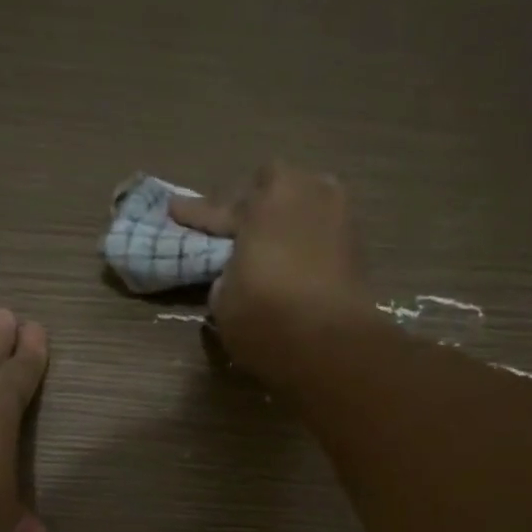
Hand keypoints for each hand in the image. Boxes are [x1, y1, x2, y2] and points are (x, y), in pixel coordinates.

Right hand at [168, 163, 369, 385]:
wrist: (329, 343)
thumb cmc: (264, 315)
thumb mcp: (223, 299)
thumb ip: (227, 276)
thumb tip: (236, 275)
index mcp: (264, 200)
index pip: (220, 208)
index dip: (196, 214)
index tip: (174, 209)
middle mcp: (305, 194)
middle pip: (272, 189)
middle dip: (254, 205)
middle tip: (235, 228)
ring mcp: (338, 216)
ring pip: (303, 206)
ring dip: (285, 220)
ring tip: (268, 242)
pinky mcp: (357, 246)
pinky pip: (320, 233)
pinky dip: (305, 243)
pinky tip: (292, 261)